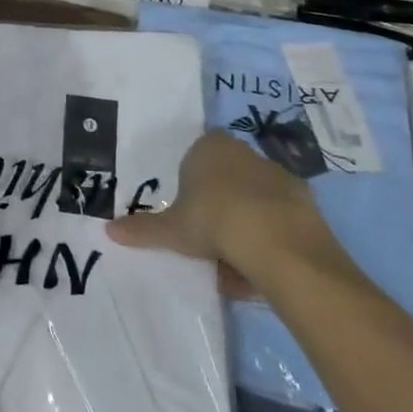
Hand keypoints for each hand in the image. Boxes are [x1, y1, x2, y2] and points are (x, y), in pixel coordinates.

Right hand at [106, 132, 351, 294]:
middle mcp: (242, 151)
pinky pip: (277, 216)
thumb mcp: (173, 230)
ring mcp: (276, 173)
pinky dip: (269, 235)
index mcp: (208, 147)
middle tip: (207, 237)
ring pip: (252, 197)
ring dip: (244, 221)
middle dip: (218, 203)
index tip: (188, 213)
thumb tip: (109, 230)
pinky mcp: (303, 199)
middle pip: (225, 176)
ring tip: (233, 260)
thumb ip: (143, 229)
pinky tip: (261, 264)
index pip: (194, 157)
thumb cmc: (215, 221)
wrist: (280, 242)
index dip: (190, 184)